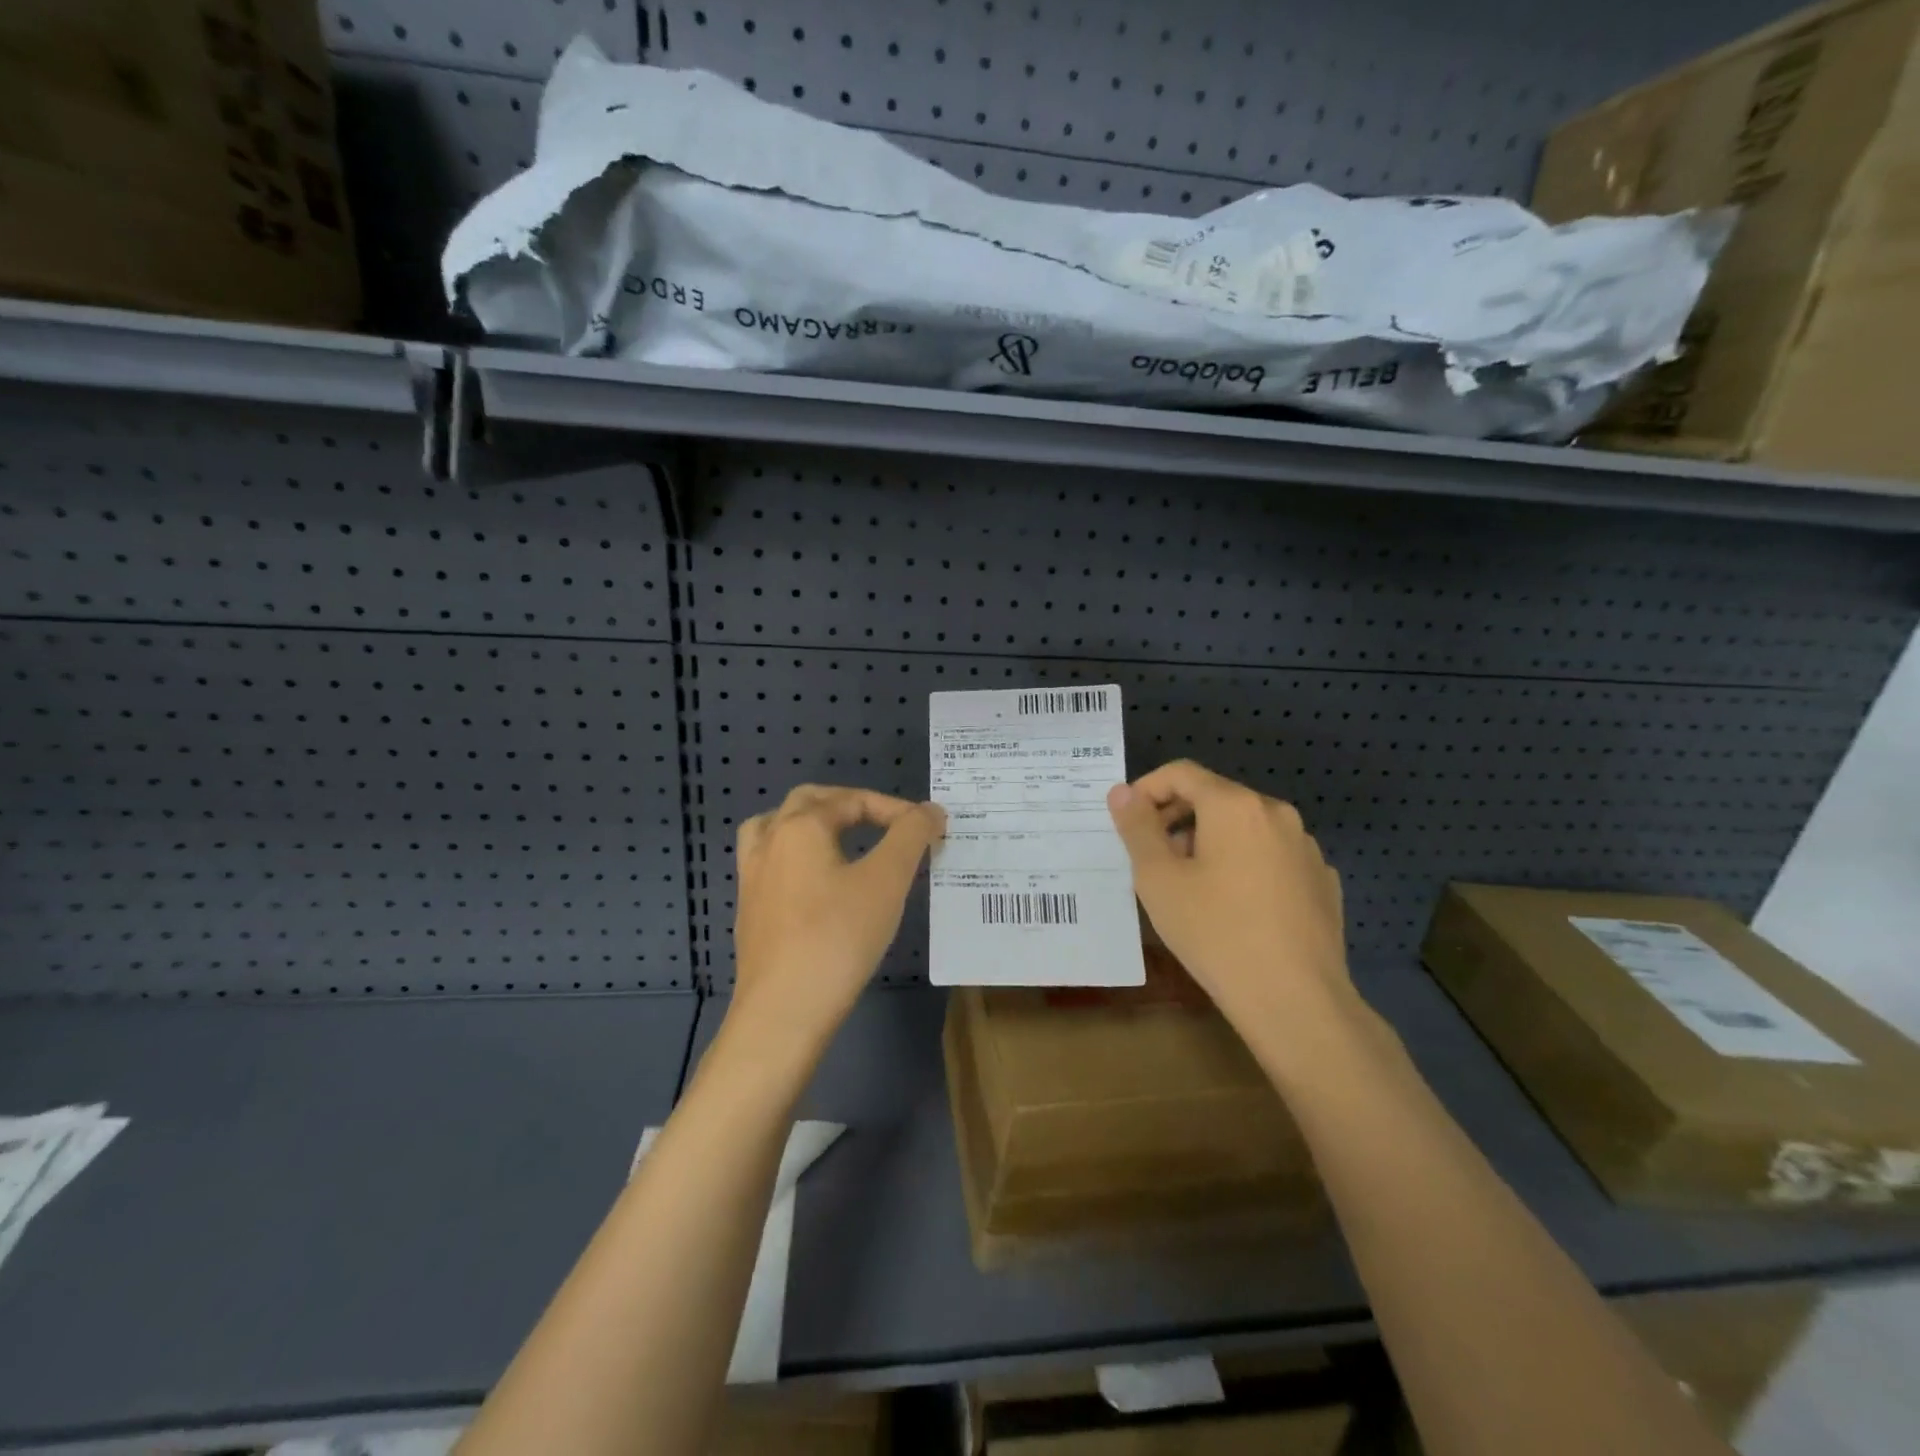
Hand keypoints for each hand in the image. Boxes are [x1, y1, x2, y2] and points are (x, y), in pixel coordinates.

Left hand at [731, 785, 945, 1050]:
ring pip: (775, 828)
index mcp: (800, 827)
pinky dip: (794, 856)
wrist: (783, 1012)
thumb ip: (911, 836)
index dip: (895, 809)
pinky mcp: (749, 912)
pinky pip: (769, 863)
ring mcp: (752, 878)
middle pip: (807, 801)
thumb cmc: (838, 938)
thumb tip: (930, 810)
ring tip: (837, 838)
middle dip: (849, 804)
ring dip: (809, 823)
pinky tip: (815, 884)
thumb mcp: (887, 881)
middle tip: (883, 822)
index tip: (929, 830)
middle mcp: (769, 843)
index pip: (853, 800)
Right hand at [1107, 761, 1350, 1030]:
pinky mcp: (1322, 880)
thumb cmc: (1215, 932)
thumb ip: (1137, 827)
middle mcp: (1276, 813)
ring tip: (1191, 886)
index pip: (1181, 773)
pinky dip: (1245, 865)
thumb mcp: (1159, 879)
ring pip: (1245, 828)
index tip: (1127, 823)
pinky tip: (1236, 907)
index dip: (1146, 790)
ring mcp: (1305, 847)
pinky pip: (1272, 857)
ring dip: (1211, 842)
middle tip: (1153, 858)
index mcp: (1235, 805)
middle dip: (1177, 818)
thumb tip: (1122, 791)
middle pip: (1215, 797)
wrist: (1295, 1000)